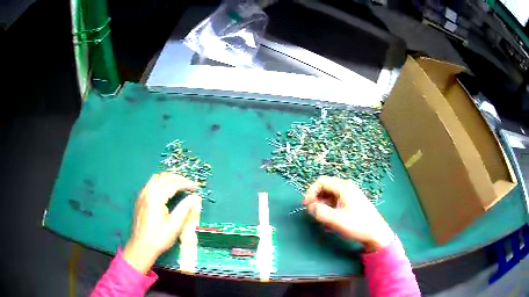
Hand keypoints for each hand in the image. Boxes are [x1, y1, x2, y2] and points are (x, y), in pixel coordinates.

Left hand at [123, 173, 201, 273]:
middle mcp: (147, 193)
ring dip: (168, 178)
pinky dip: (160, 182)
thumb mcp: (175, 225)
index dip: (186, 183)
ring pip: (156, 178)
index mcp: (156, 198)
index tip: (196, 186)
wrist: (142, 247)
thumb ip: (185, 208)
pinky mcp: (140, 200)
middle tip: (189, 184)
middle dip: (177, 178)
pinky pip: (150, 184)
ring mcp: (142, 195)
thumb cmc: (159, 238)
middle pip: (163, 177)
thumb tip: (195, 197)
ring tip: (179, 184)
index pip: (173, 184)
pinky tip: (166, 190)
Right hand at [304, 176, 394, 252]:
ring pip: (331, 194)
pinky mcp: (353, 202)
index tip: (306, 206)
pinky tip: (331, 218)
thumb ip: (320, 212)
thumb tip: (310, 207)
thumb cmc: (357, 225)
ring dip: (323, 203)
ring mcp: (351, 194)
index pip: (321, 182)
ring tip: (321, 217)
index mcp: (343, 187)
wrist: (376, 233)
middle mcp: (347, 187)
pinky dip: (330, 207)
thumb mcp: (335, 220)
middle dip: (316, 198)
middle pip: (326, 187)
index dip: (310, 192)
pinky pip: (337, 200)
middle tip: (312, 212)